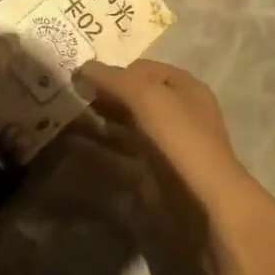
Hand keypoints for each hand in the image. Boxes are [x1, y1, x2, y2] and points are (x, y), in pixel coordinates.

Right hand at [76, 60, 252, 202]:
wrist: (206, 206)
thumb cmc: (181, 140)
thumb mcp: (148, 98)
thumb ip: (114, 80)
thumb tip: (81, 68)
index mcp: (185, 87)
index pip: (143, 69)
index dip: (115, 72)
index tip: (84, 80)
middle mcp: (178, 112)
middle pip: (135, 96)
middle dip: (105, 95)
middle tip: (71, 97)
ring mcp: (167, 145)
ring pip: (127, 124)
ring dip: (101, 120)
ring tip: (67, 118)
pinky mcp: (156, 173)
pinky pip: (124, 152)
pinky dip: (102, 147)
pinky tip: (78, 144)